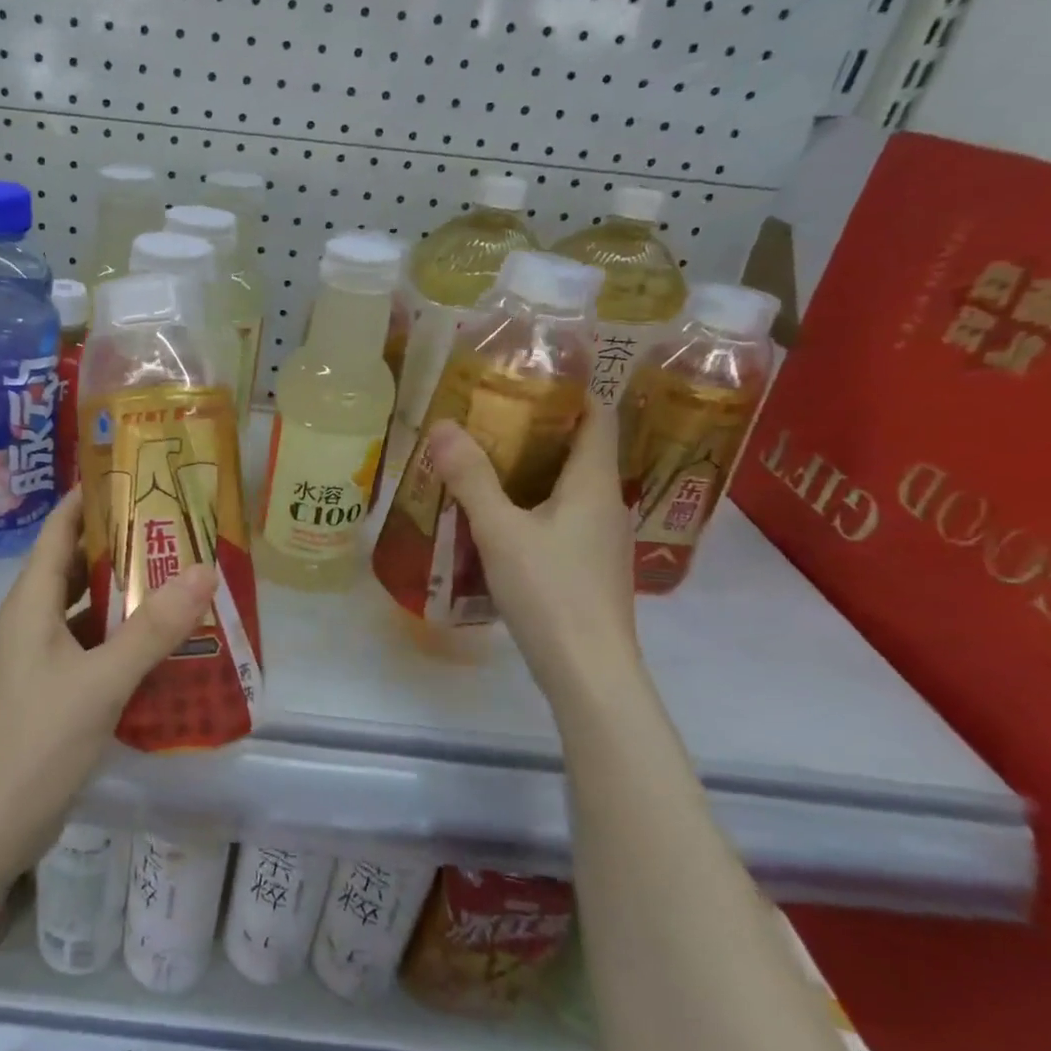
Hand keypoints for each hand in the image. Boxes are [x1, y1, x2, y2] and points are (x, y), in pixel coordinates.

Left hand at [0, 491, 217, 879]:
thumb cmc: (35, 741)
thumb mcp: (100, 681)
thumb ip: (152, 628)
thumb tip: (204, 569)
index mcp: (30, 602)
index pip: (58, 530)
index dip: (89, 499)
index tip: (134, 477)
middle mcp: (30, 621)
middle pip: (74, 566)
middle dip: (119, 545)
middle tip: (174, 528)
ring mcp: (38, 659)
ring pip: (84, 609)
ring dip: (123, 595)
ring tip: (177, 579)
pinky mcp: (49, 692)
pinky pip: (89, 647)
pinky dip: (120, 639)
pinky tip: (160, 645)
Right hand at [425, 402, 639, 699]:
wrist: (588, 672)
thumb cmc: (549, 591)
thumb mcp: (500, 530)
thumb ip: (471, 477)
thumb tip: (443, 425)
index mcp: (594, 484)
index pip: (598, 418)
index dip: (573, 392)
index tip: (532, 377)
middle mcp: (607, 505)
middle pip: (582, 451)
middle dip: (541, 430)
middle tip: (492, 416)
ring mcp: (602, 541)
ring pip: (571, 488)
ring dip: (536, 470)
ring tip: (488, 461)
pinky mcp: (589, 569)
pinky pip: (564, 519)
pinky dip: (536, 505)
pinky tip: (500, 518)